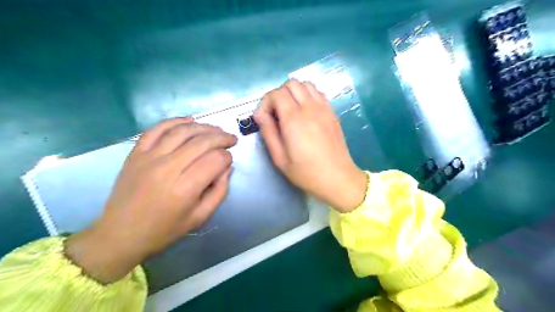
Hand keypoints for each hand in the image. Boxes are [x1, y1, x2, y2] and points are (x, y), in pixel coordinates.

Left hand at [66, 117, 236, 282]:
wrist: (120, 234)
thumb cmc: (164, 230)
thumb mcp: (200, 217)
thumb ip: (220, 191)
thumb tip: (228, 167)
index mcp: (185, 189)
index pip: (215, 160)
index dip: (227, 157)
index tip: (229, 161)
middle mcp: (167, 168)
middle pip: (202, 142)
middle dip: (221, 137)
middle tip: (231, 139)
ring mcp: (149, 158)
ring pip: (182, 131)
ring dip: (204, 127)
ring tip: (216, 130)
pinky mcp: (136, 153)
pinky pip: (157, 129)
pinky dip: (175, 121)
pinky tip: (189, 120)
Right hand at [253, 80, 367, 212]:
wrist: (338, 178)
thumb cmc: (306, 173)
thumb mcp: (280, 158)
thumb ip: (268, 133)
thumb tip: (260, 115)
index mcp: (294, 119)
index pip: (276, 94)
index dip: (265, 103)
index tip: (264, 119)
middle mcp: (310, 108)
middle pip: (291, 84)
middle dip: (278, 95)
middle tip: (276, 114)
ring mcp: (324, 108)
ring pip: (306, 85)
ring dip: (294, 93)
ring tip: (290, 111)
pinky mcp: (332, 113)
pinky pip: (318, 93)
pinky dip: (308, 95)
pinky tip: (305, 112)